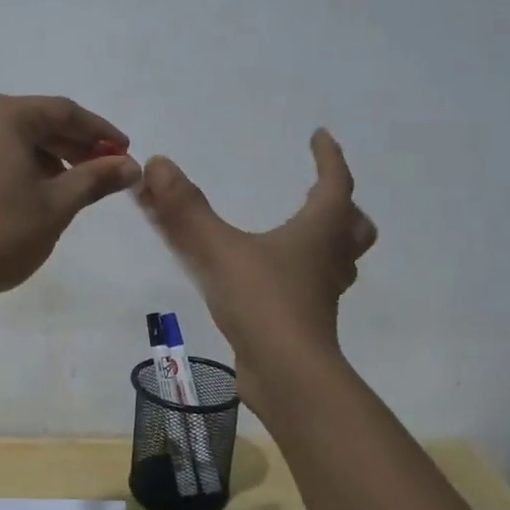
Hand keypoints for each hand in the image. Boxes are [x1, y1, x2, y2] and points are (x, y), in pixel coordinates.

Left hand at [0, 94, 142, 306]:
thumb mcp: (56, 206)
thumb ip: (96, 179)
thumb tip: (131, 165)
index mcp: (4, 115)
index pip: (64, 112)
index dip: (101, 131)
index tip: (127, 152)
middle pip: (40, 121)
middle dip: (77, 145)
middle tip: (108, 171)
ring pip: (19, 138)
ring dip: (53, 157)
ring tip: (78, 187)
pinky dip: (26, 166)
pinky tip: (41, 193)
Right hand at [136, 129, 375, 421]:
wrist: (287, 375)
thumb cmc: (264, 302)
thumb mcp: (218, 249)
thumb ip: (185, 209)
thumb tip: (156, 162)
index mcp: (319, 231)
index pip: (335, 182)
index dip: (328, 156)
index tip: (320, 135)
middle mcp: (329, 259)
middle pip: (353, 225)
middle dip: (341, 204)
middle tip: (317, 193)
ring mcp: (322, 294)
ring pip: (339, 259)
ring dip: (327, 240)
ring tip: (298, 234)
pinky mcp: (307, 321)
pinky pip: (314, 286)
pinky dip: (301, 273)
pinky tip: (271, 278)